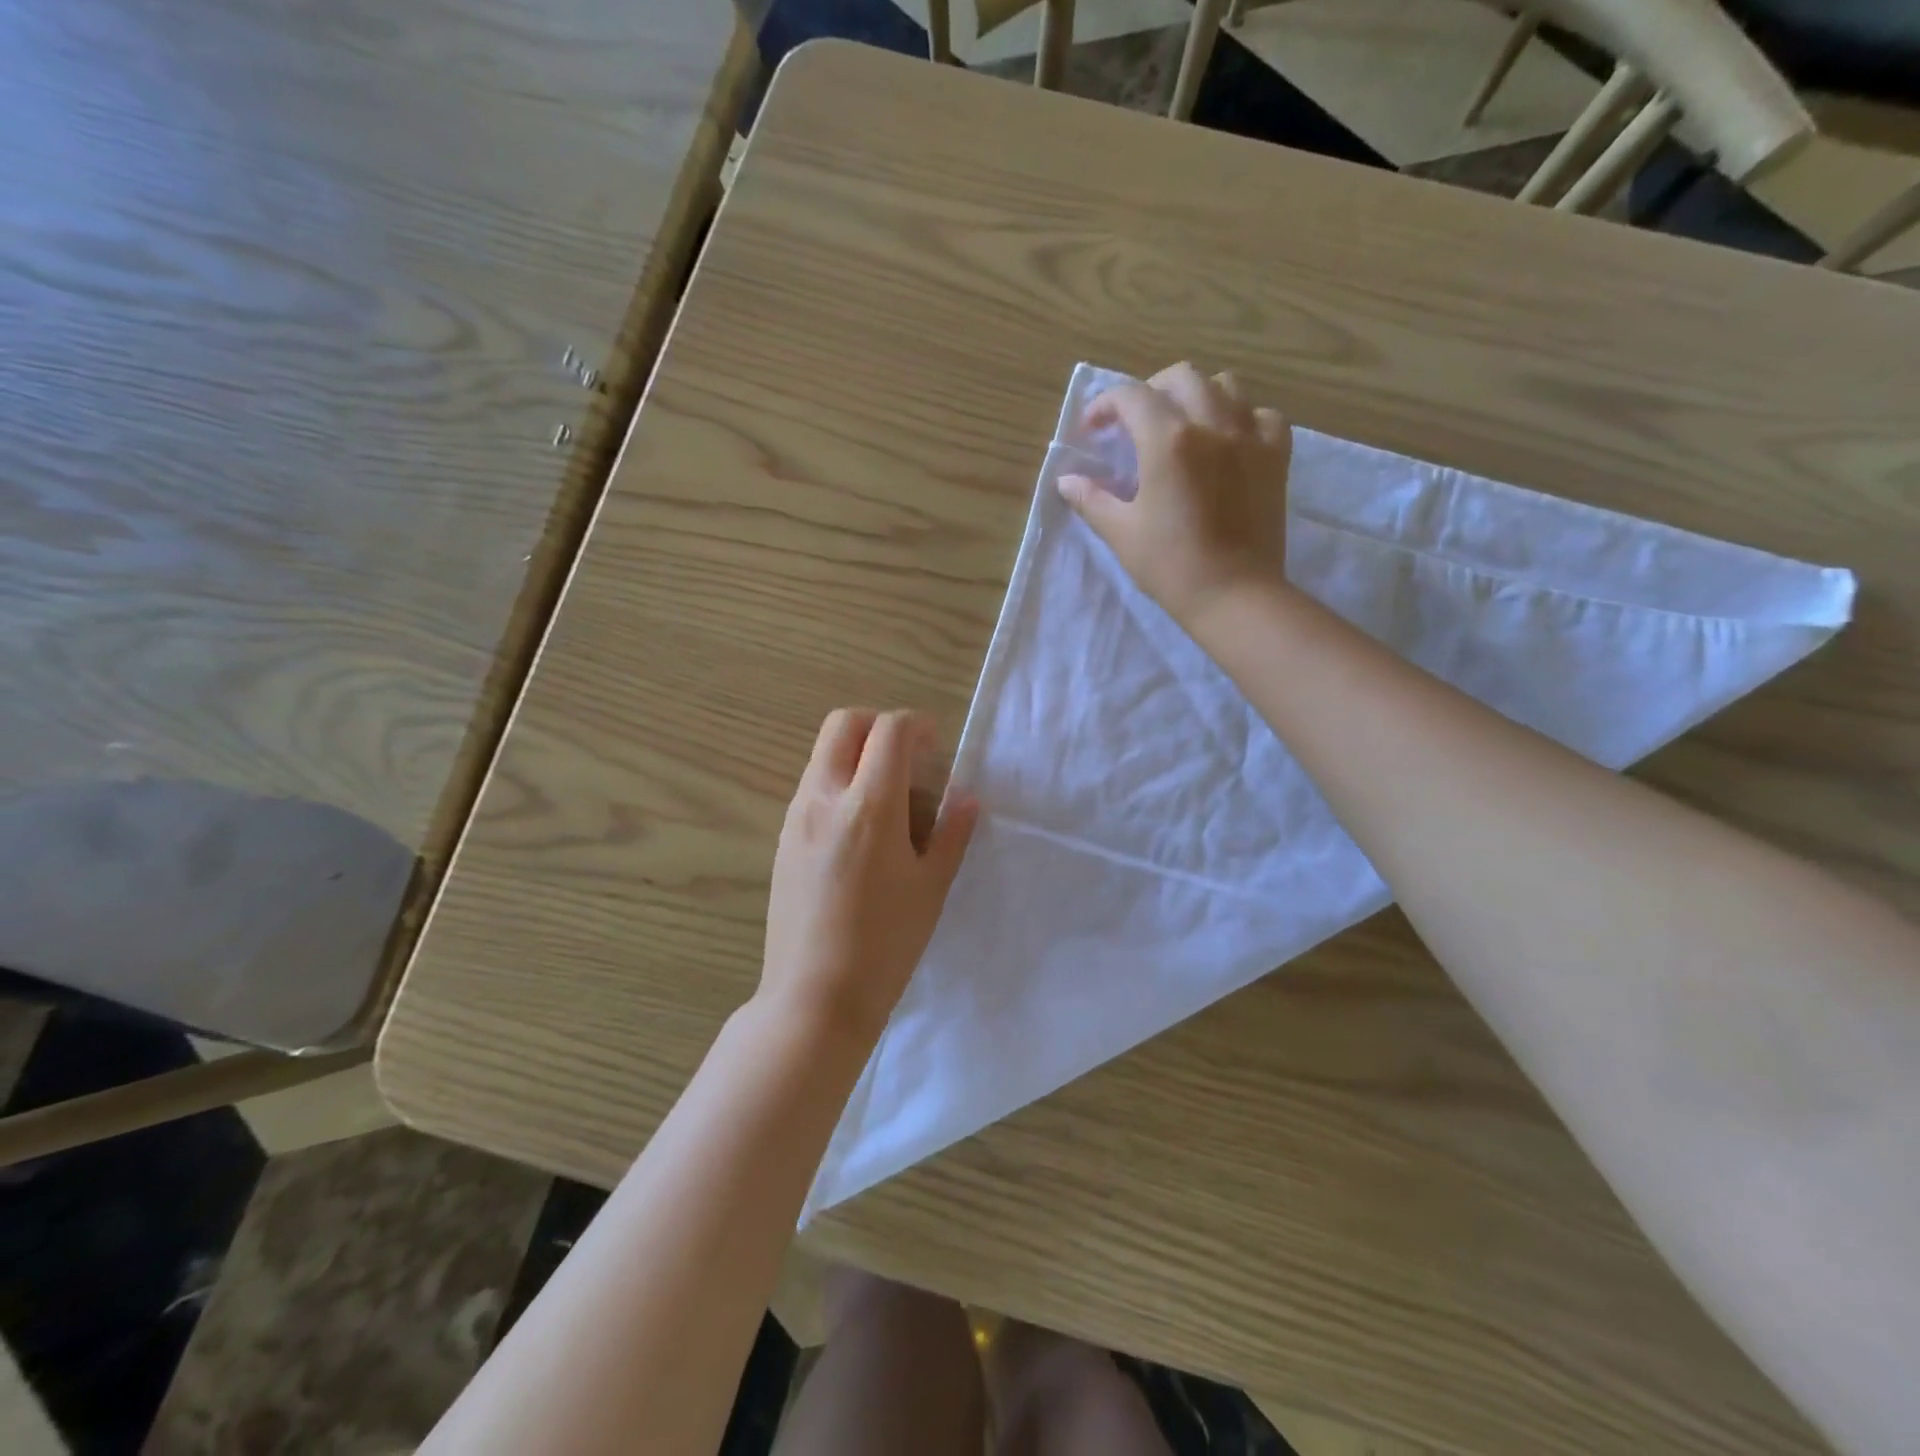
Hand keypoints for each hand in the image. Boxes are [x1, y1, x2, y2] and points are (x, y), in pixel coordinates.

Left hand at [761, 709, 979, 1045]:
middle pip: (844, 723)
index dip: (918, 726)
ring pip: (824, 754)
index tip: (936, 748)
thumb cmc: (886, 944)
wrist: (815, 997)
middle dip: (879, 725)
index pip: (890, 730)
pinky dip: (839, 783)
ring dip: (857, 754)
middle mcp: (824, 797)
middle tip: (908, 758)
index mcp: (869, 805)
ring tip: (888, 799)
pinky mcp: (782, 839)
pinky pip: (811, 787)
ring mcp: (796, 817)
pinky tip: (860, 830)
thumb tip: (966, 798)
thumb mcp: (932, 887)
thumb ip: (952, 833)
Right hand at [1057, 362, 1292, 627]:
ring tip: (1181, 426)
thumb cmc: (1171, 566)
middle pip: (1180, 377)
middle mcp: (1212, 424)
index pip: (1131, 397)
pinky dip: (1241, 417)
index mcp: (1168, 440)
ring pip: (1225, 386)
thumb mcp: (1121, 533)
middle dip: (1149, 392)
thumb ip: (1091, 499)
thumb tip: (1066, 481)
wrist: (1235, 595)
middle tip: (1134, 425)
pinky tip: (1228, 442)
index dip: (1104, 406)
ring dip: (1196, 396)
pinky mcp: (1276, 457)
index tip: (1092, 431)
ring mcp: (1250, 437)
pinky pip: (1262, 414)